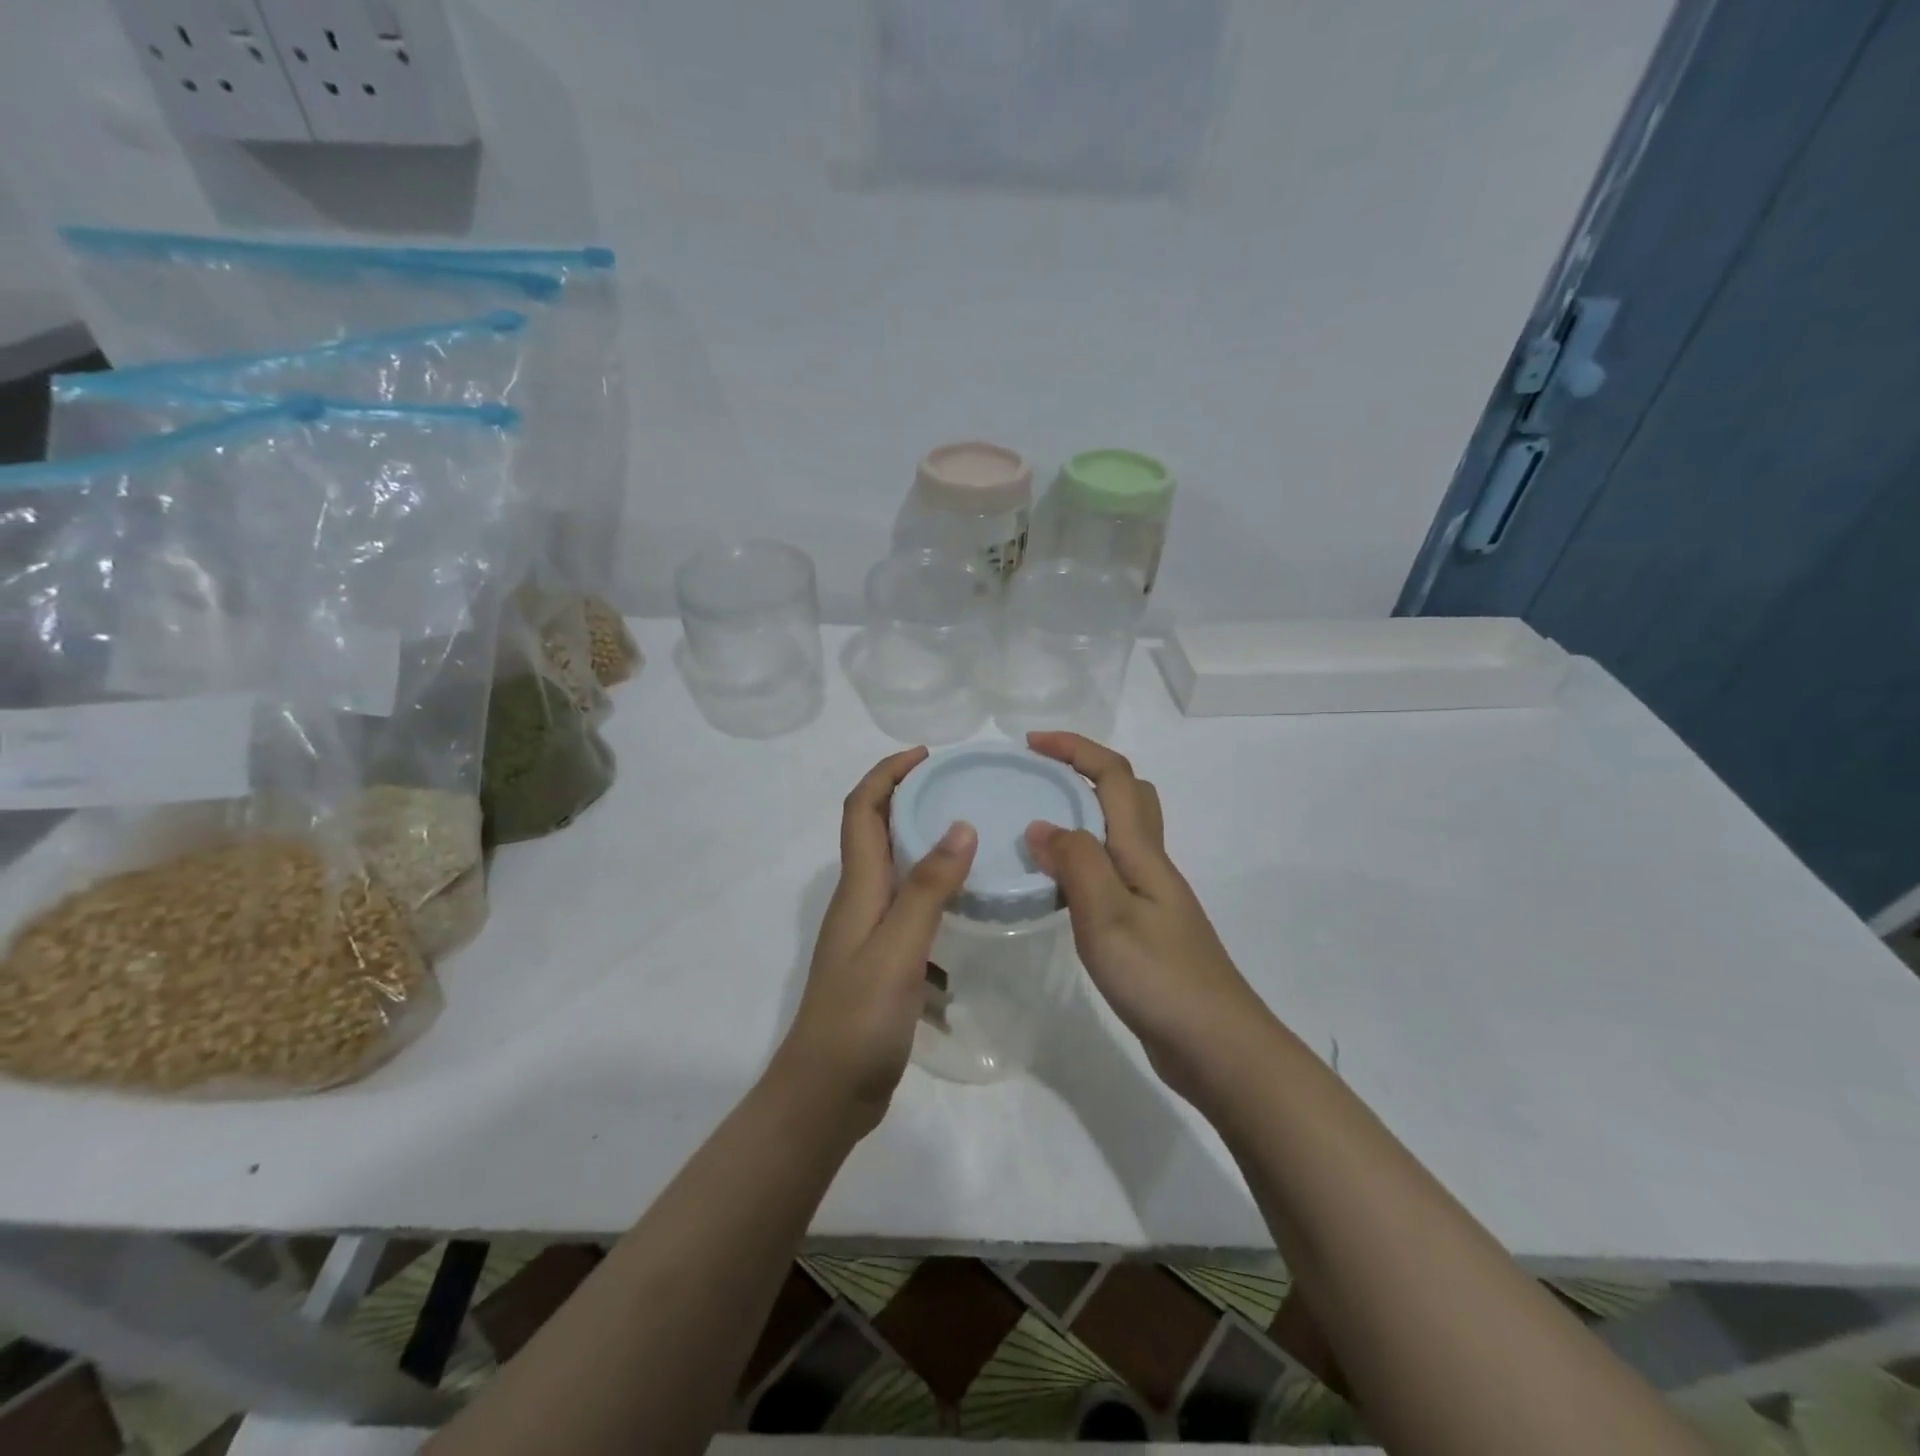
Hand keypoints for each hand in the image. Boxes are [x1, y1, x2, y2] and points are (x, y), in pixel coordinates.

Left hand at [777, 747, 976, 1136]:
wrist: (827, 1093)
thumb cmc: (859, 1017)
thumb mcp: (899, 948)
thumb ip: (929, 888)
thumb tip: (959, 825)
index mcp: (858, 887)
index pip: (862, 809)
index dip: (887, 773)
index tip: (927, 755)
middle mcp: (859, 900)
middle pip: (876, 831)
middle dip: (908, 798)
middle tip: (959, 788)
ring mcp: (868, 933)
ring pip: (895, 870)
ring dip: (925, 844)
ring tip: (973, 839)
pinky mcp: (882, 961)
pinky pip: (910, 910)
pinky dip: (935, 895)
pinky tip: (968, 909)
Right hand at [1023, 732, 1271, 1099]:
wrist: (1217, 1046)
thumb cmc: (1160, 977)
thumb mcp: (1107, 915)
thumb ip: (1075, 863)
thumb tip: (1041, 825)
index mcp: (1142, 853)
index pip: (1113, 777)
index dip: (1075, 749)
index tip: (1030, 744)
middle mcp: (1150, 865)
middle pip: (1128, 795)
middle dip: (1084, 772)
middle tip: (1039, 781)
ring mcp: (1152, 898)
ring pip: (1120, 835)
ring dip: (1083, 816)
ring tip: (1037, 831)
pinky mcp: (1147, 928)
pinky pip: (1112, 873)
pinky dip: (1084, 861)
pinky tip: (1059, 888)